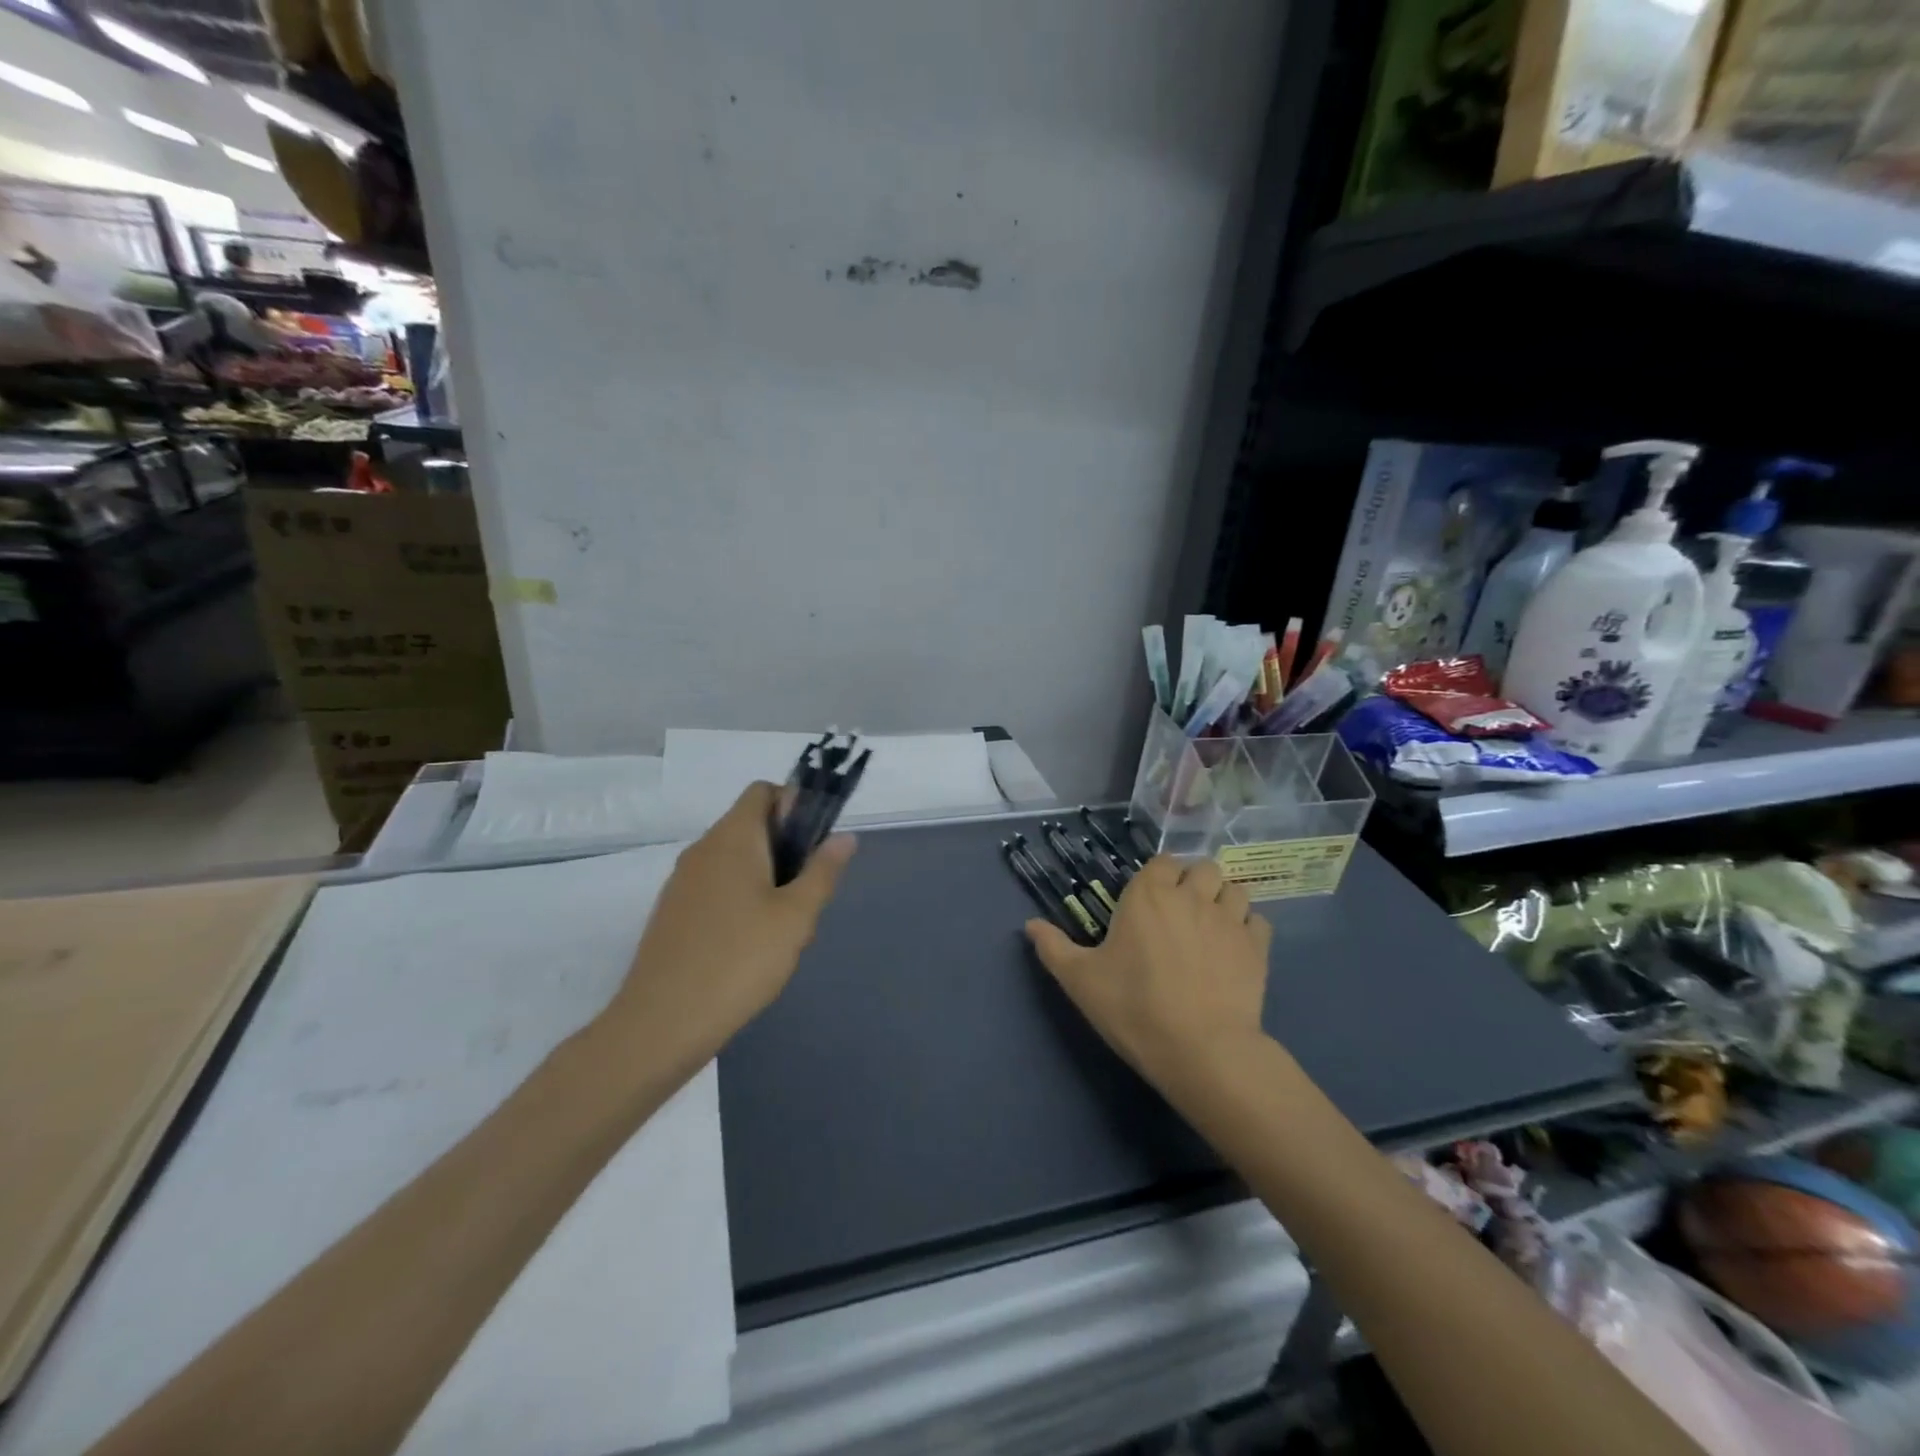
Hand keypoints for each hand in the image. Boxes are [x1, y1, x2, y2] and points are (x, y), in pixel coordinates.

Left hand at [604, 782, 854, 1061]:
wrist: (662, 1023)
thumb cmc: (739, 960)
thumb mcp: (796, 917)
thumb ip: (823, 871)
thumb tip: (844, 836)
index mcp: (733, 838)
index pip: (763, 791)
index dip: (795, 805)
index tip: (816, 845)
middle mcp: (703, 849)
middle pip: (751, 825)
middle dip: (786, 849)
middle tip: (806, 896)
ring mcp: (682, 882)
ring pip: (735, 860)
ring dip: (765, 877)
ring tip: (783, 927)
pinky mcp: (673, 912)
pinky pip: (716, 887)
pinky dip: (740, 899)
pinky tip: (750, 946)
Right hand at [1026, 856, 1272, 1090]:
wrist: (1201, 1050)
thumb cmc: (1134, 1007)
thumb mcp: (1080, 980)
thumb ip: (1053, 947)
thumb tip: (1029, 924)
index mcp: (1149, 895)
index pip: (1162, 861)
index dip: (1158, 876)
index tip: (1149, 900)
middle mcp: (1192, 897)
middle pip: (1203, 867)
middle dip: (1194, 881)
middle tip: (1181, 912)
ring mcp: (1229, 921)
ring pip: (1235, 889)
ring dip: (1223, 900)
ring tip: (1210, 926)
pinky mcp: (1258, 948)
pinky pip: (1257, 922)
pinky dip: (1247, 928)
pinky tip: (1234, 949)